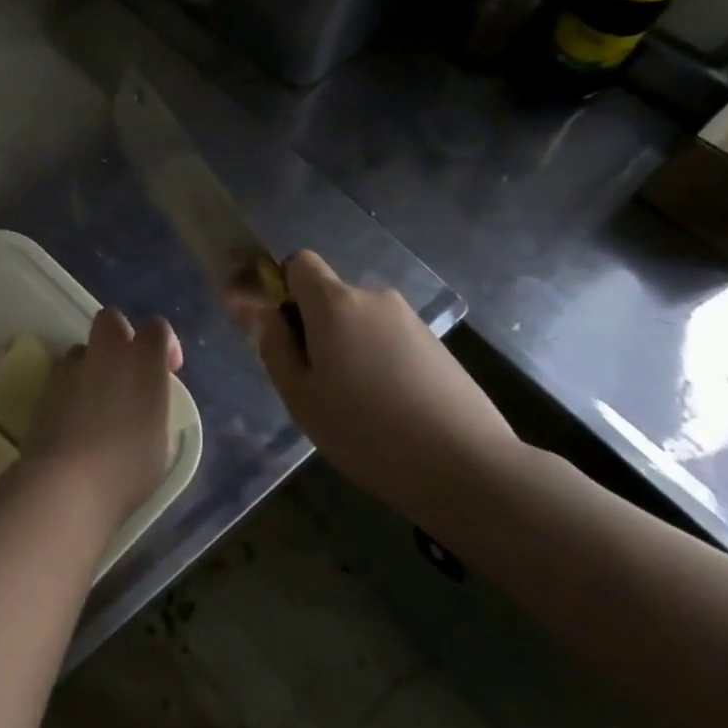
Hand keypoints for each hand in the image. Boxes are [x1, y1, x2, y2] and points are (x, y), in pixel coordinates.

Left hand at [23, 309, 181, 526]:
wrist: (66, 484)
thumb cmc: (127, 469)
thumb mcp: (160, 443)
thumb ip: (155, 411)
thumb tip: (147, 407)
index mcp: (144, 362)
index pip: (157, 327)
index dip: (165, 343)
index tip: (168, 368)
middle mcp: (107, 354)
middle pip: (111, 319)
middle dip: (120, 336)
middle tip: (127, 371)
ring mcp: (71, 368)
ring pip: (83, 350)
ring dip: (92, 366)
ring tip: (96, 402)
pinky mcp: (45, 387)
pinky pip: (63, 376)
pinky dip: (71, 389)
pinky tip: (74, 420)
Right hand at [250, 251, 517, 522]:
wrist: (465, 465)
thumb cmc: (365, 431)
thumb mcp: (301, 397)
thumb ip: (274, 346)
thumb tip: (262, 312)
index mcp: (334, 304)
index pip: (300, 262)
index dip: (285, 287)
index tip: (284, 329)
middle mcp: (374, 298)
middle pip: (331, 297)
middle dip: (317, 327)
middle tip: (317, 382)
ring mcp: (411, 321)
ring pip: (362, 322)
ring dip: (350, 347)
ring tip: (357, 404)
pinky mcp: (437, 346)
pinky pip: (391, 341)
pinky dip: (381, 362)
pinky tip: (391, 409)